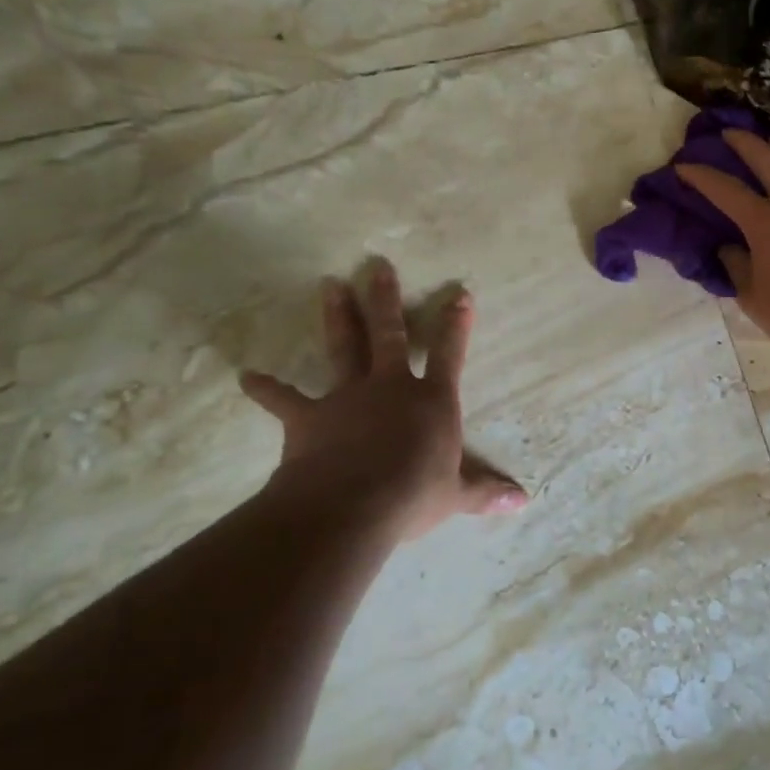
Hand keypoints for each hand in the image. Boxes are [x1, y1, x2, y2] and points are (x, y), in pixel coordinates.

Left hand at [238, 258, 527, 544]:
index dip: (456, 325)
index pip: (450, 355)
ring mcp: (348, 397)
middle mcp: (391, 388)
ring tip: (329, 285)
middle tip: (377, 265)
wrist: (352, 504)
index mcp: (432, 402)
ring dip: (337, 317)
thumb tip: (522, 502)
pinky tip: (247, 378)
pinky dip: (266, 389)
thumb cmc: (413, 494)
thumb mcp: (457, 496)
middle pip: (390, 334)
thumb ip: (486, 492)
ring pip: (344, 348)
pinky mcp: (310, 417)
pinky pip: (284, 400)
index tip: (460, 294)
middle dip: (385, 299)